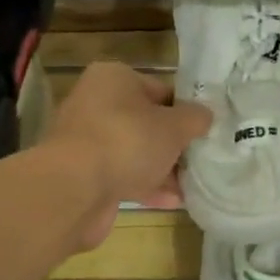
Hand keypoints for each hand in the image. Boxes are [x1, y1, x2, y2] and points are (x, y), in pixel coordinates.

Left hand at [40, 62, 212, 249]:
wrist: (74, 189)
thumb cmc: (127, 141)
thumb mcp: (174, 126)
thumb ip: (195, 118)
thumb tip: (205, 115)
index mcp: (114, 78)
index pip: (160, 89)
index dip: (185, 110)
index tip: (204, 131)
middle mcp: (95, 103)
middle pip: (145, 122)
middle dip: (173, 143)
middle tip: (200, 159)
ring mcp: (87, 140)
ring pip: (134, 151)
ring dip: (161, 168)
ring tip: (192, 184)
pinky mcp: (83, 173)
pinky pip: (121, 174)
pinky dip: (145, 185)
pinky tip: (172, 201)